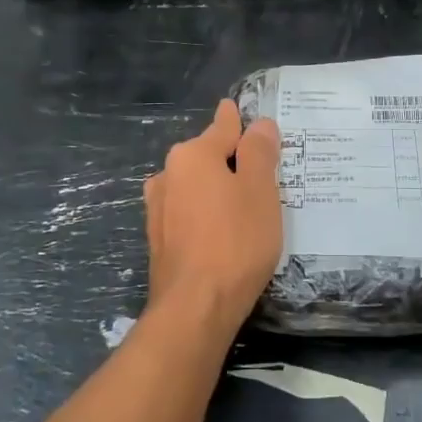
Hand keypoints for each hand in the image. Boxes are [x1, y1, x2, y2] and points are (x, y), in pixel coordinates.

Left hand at [142, 100, 281, 342]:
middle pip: (207, 157)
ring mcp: (158, 209)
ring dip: (217, 190)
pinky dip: (206, 214)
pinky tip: (223, 233)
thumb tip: (258, 124)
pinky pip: (189, 214)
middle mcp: (168, 175)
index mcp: (192, 155)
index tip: (243, 114)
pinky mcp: (159, 240)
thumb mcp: (260, 190)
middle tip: (263, 173)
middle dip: (231, 161)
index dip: (240, 122)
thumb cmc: (235, 241)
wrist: (195, 307)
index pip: (222, 126)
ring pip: (196, 187)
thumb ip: (259, 152)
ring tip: (245, 206)